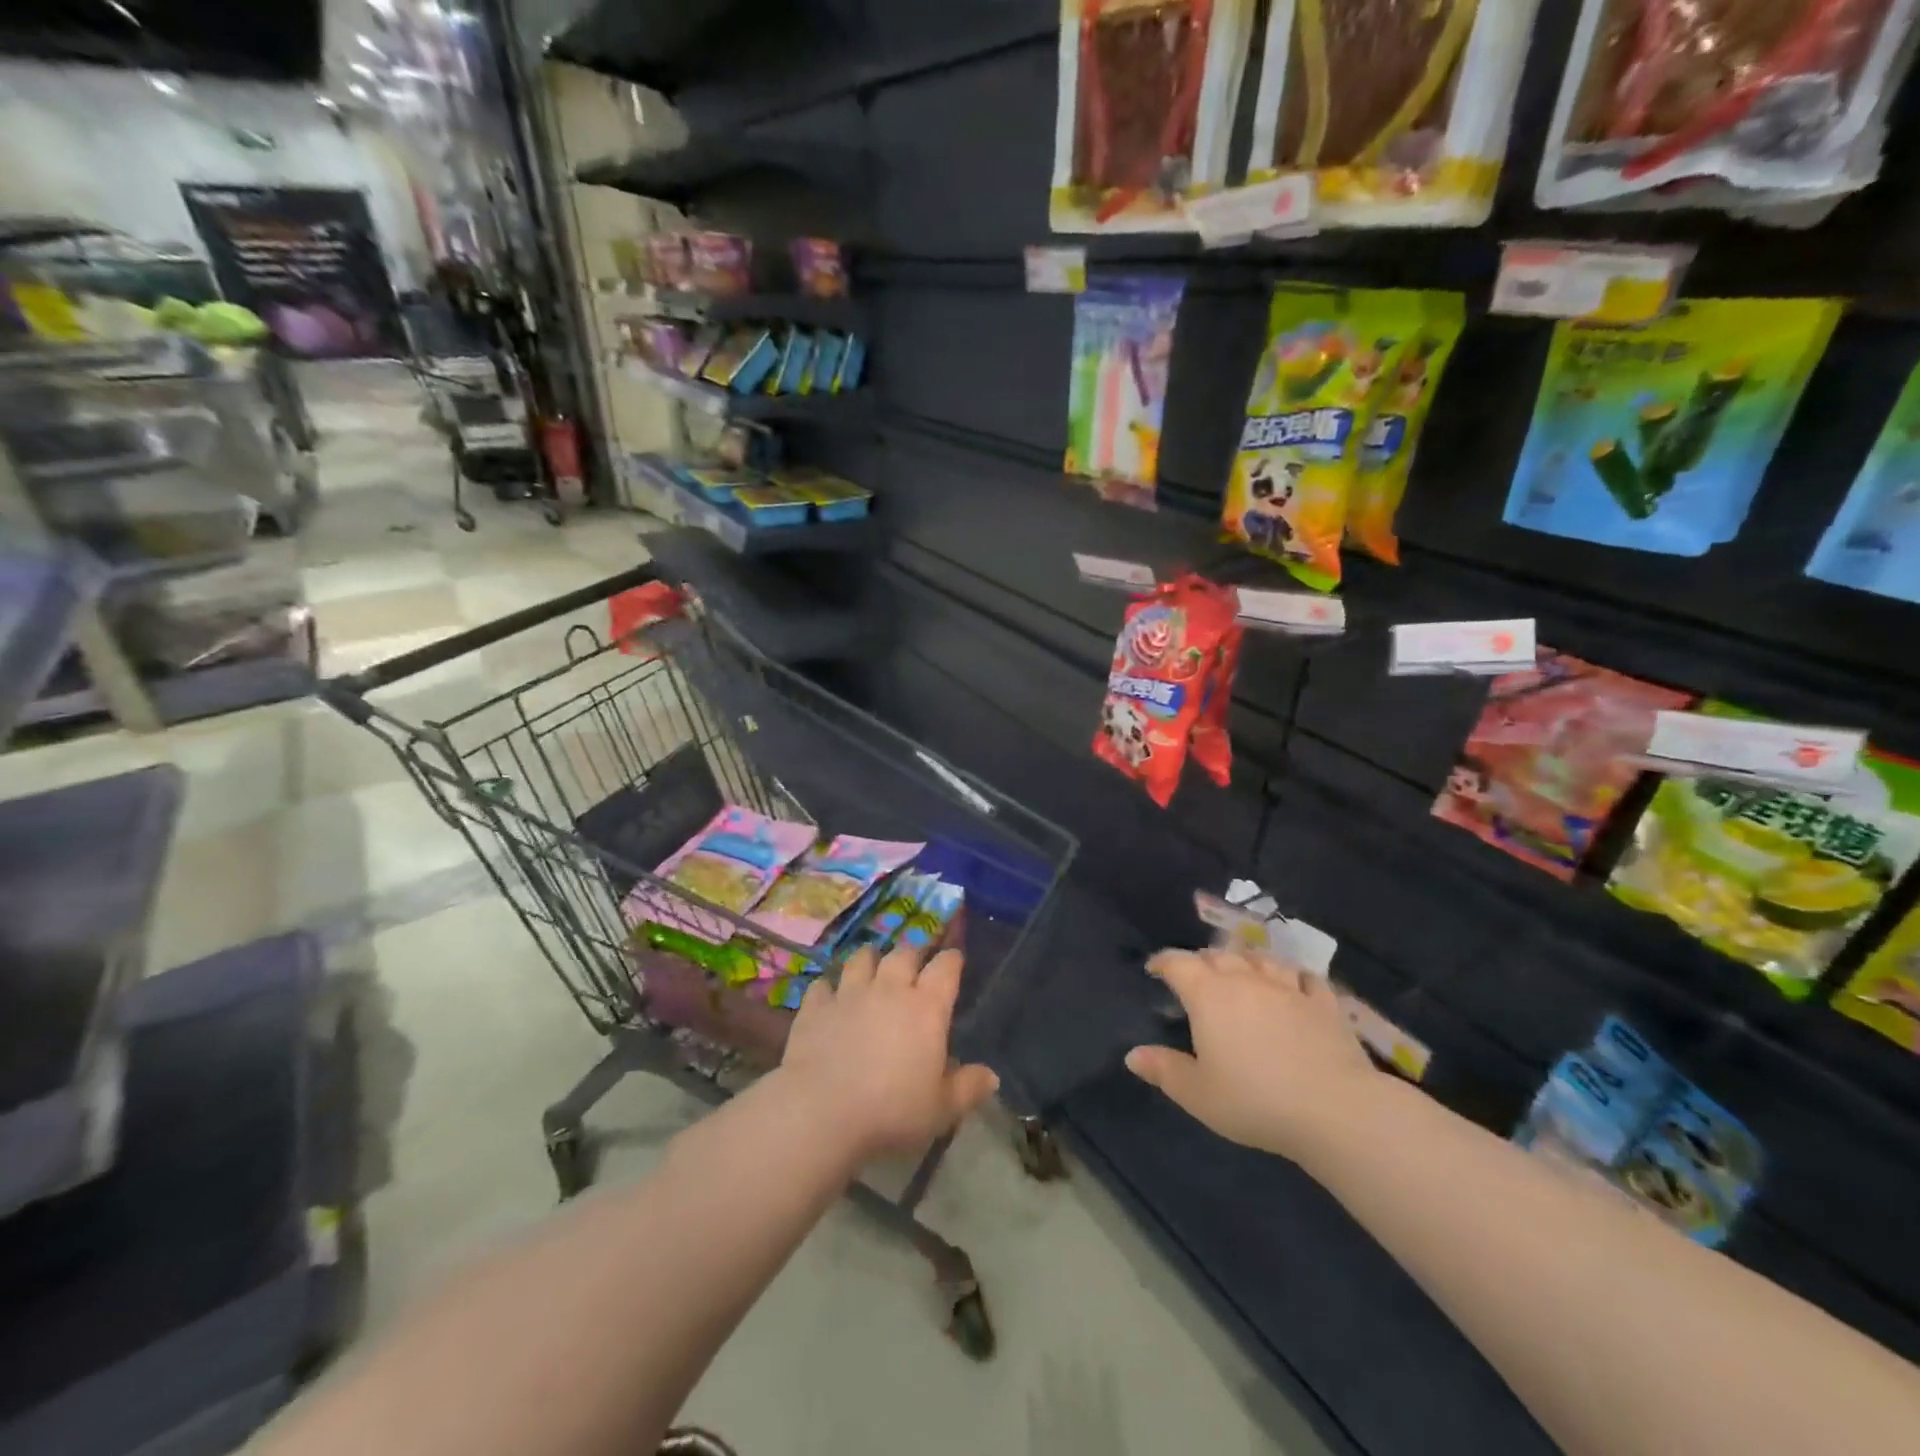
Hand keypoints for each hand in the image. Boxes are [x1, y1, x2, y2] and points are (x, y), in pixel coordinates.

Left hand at [780, 943, 998, 1159]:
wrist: (821, 1112)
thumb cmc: (891, 1111)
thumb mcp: (941, 1109)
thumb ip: (968, 1088)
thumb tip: (992, 1077)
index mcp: (926, 1007)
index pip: (946, 967)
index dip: (952, 960)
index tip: (955, 960)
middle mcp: (890, 989)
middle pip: (904, 953)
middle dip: (913, 955)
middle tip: (915, 966)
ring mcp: (849, 993)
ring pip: (862, 958)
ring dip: (871, 959)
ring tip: (873, 966)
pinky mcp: (816, 1006)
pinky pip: (823, 984)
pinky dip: (829, 987)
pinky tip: (830, 996)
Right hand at [1127, 948, 1380, 1159]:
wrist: (1334, 1109)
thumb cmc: (1255, 1100)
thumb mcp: (1198, 1094)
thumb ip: (1163, 1070)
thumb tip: (1132, 1054)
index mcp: (1208, 994)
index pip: (1178, 963)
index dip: (1163, 962)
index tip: (1155, 968)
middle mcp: (1245, 980)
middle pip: (1219, 955)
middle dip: (1203, 961)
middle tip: (1197, 976)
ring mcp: (1287, 987)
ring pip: (1261, 959)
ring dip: (1246, 961)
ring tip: (1242, 971)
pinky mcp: (1323, 1003)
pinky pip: (1305, 977)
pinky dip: (1292, 976)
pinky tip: (1293, 984)